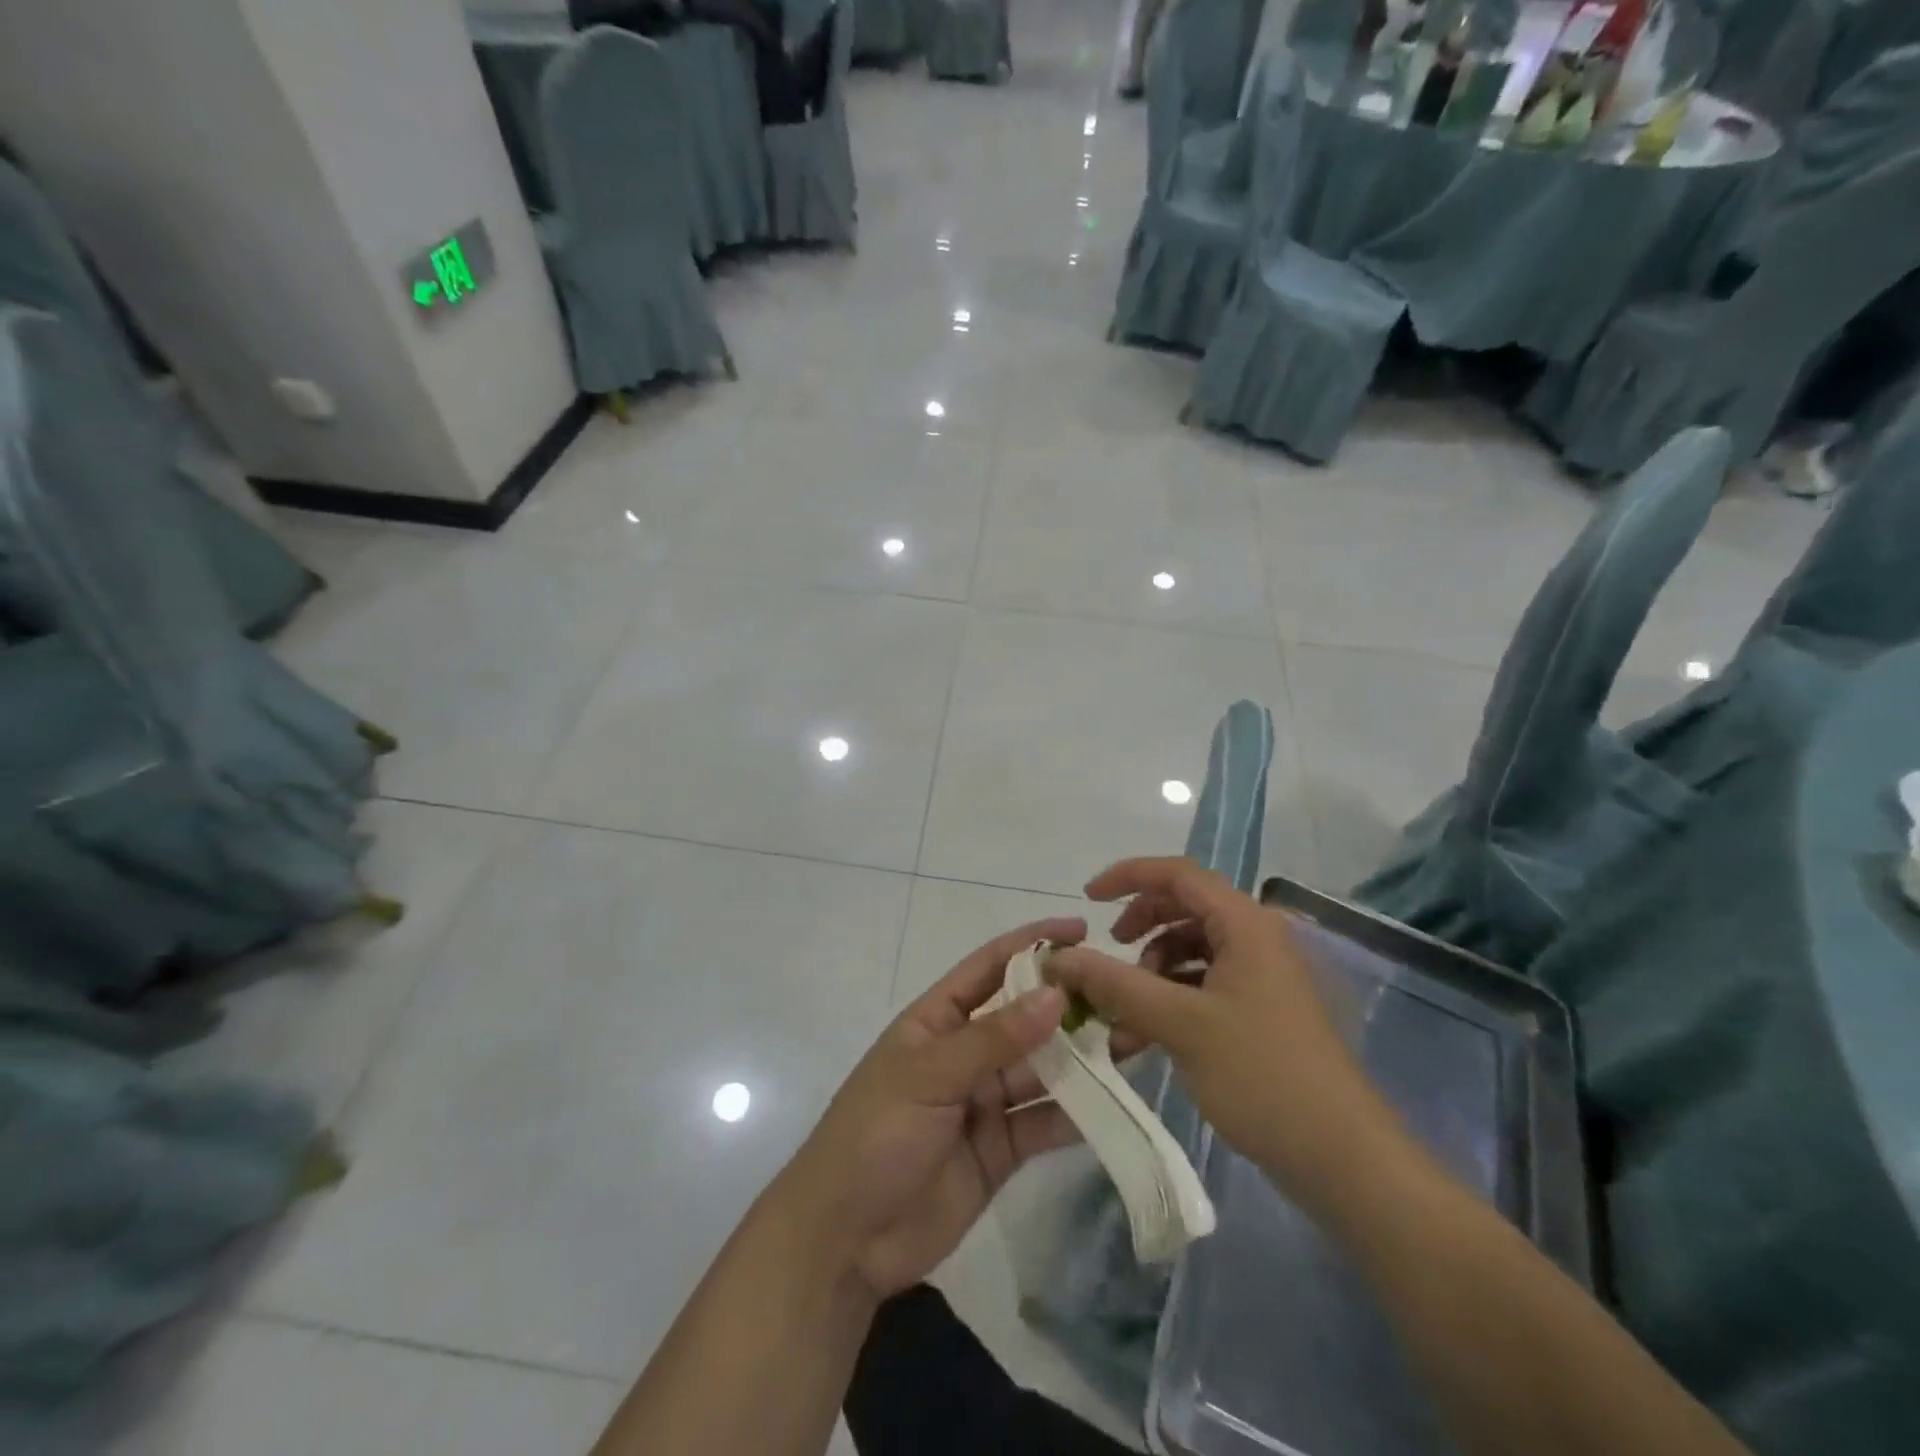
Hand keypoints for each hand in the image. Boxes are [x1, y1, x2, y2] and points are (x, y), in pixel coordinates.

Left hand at [774, 918, 1090, 1304]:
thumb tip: (1056, 995)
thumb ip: (994, 1039)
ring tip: (1134, 1041)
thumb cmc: (875, 1136)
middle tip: (1125, 994)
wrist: (845, 1241)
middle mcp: (965, 1053)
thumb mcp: (929, 1076)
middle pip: (1025, 1019)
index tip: (1081, 930)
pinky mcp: (1001, 1150)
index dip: (1033, 945)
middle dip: (1070, 1005)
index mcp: (937, 1021)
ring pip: (1042, 1070)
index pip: (990, 967)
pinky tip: (1115, 1103)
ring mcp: (984, 1102)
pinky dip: (1077, 1114)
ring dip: (1083, 1059)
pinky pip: (1043, 1123)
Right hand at [1049, 858, 1398, 1208]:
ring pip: (1189, 952)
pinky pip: (1202, 987)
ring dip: (1149, 977)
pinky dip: (1168, 1003)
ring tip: (1120, 1020)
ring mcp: (1260, 977)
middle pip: (1183, 909)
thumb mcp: (1179, 1024)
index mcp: (1245, 923)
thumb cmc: (1262, 1075)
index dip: (1128, 877)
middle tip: (1107, 954)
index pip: (1177, 873)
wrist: (1343, 1158)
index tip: (1087, 900)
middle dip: (1138, 930)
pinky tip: (1141, 1041)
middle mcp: (1255, 938)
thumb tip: (1061, 959)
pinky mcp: (1259, 1012)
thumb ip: (1116, 984)